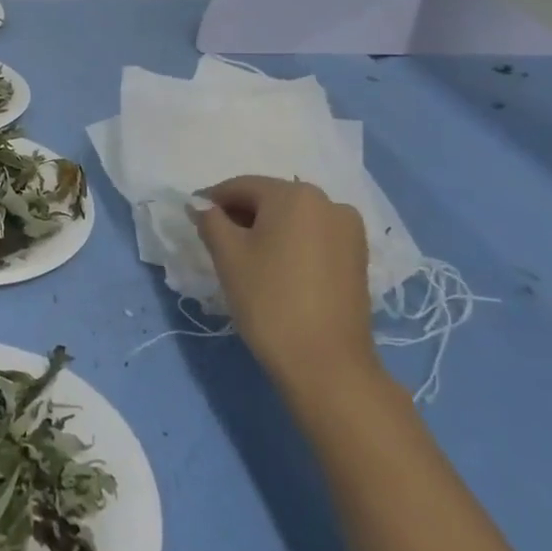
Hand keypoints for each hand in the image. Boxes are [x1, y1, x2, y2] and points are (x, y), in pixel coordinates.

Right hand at [193, 177, 380, 401]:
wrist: (326, 363)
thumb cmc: (269, 300)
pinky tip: (276, 267)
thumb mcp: (228, 256)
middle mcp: (328, 202)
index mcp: (295, 194)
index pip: (242, 187)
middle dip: (241, 214)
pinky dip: (291, 243)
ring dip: (267, 229)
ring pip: (294, 218)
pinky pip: (314, 236)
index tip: (193, 217)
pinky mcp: (358, 256)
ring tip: (245, 257)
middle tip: (215, 240)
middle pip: (271, 199)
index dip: (212, 200)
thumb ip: (210, 220)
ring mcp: (348, 230)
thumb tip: (200, 204)